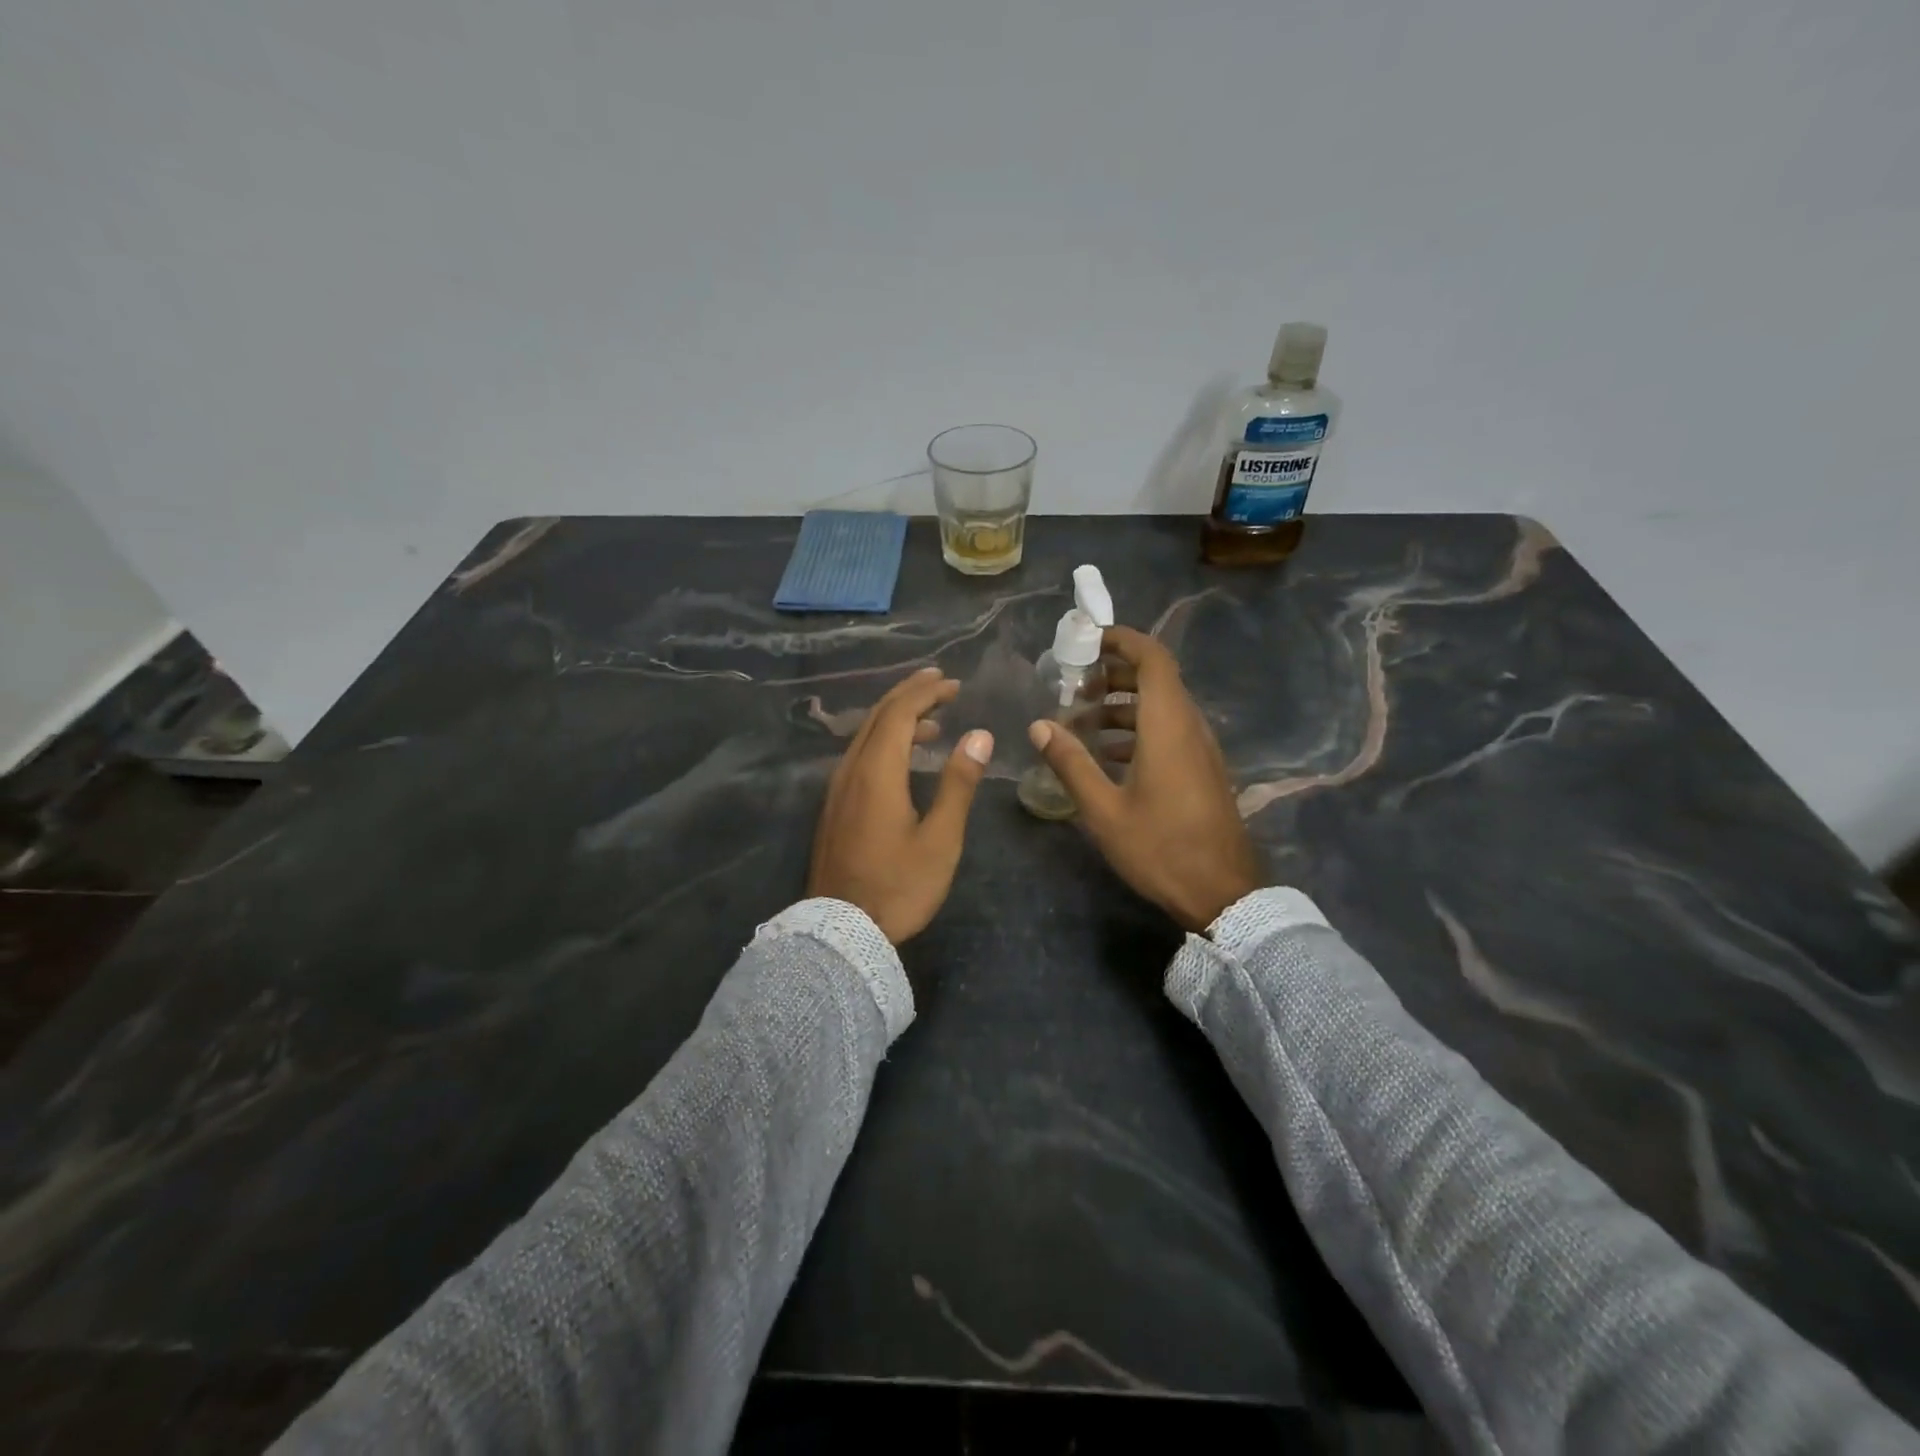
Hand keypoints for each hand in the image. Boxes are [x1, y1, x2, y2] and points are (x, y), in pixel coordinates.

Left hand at [809, 667, 994, 943]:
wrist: (841, 932)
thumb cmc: (899, 886)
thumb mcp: (940, 838)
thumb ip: (958, 783)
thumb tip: (979, 735)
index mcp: (877, 771)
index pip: (899, 712)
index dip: (925, 692)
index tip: (953, 683)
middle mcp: (851, 770)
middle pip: (877, 716)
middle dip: (909, 694)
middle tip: (941, 683)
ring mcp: (837, 789)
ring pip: (865, 736)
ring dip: (896, 718)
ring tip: (932, 722)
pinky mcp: (834, 807)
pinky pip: (859, 756)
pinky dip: (883, 742)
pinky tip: (902, 758)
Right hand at [1029, 626, 1261, 931]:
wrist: (1222, 893)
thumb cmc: (1160, 847)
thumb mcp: (1103, 809)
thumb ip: (1070, 763)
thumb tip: (1038, 726)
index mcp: (1168, 725)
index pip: (1152, 658)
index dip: (1122, 640)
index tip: (1086, 641)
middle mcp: (1188, 727)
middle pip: (1155, 679)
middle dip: (1112, 674)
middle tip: (1072, 686)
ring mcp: (1199, 749)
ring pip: (1160, 707)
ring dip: (1121, 705)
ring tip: (1079, 722)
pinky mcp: (1200, 770)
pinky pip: (1167, 731)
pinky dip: (1135, 730)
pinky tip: (1104, 756)